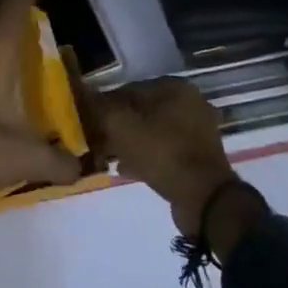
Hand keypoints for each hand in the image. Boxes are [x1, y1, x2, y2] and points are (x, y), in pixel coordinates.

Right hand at [81, 73, 237, 237]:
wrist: (204, 199)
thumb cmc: (163, 153)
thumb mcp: (123, 128)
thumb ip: (101, 109)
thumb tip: (83, 96)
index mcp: (175, 88)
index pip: (129, 89)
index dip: (105, 105)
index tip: (88, 121)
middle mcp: (189, 103)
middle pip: (142, 110)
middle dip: (117, 125)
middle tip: (97, 141)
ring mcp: (197, 131)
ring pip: (152, 131)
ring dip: (129, 142)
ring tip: (107, 157)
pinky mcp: (197, 156)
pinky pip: (164, 149)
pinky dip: (145, 156)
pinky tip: (125, 169)